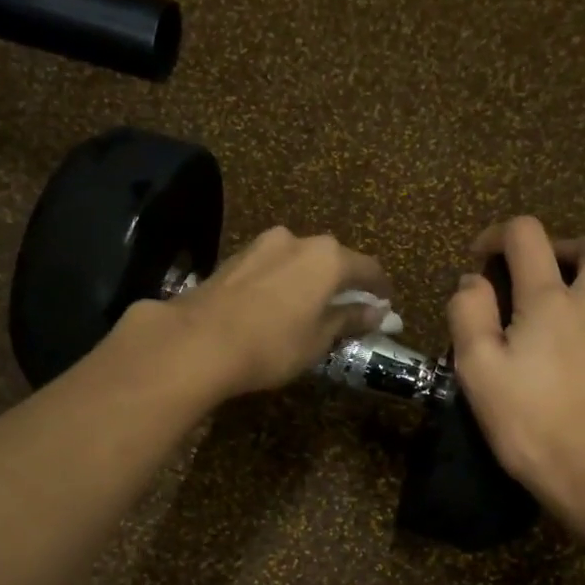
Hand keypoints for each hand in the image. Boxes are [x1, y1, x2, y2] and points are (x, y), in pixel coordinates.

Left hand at [126, 226, 390, 401]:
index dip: (380, 289)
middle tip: (349, 310)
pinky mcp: (234, 258)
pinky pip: (272, 268)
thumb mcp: (319, 339)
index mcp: (328, 257)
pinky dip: (283, 284)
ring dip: (309, 282)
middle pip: (331, 260)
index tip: (385, 306)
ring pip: (298, 262)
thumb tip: (376, 312)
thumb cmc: (272, 344)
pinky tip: (277, 307)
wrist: (198, 341)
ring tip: (310, 310)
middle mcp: (297, 240)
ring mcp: (262, 245)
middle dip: (343, 283)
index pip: (368, 268)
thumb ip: (349, 320)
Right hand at [447, 216, 584, 534]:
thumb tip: (472, 281)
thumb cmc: (529, 423)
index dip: (497, 234)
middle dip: (562, 244)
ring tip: (574, 297)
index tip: (479, 260)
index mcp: (547, 299)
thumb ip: (468, 314)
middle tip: (535, 276)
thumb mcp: (477, 370)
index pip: (526, 234)